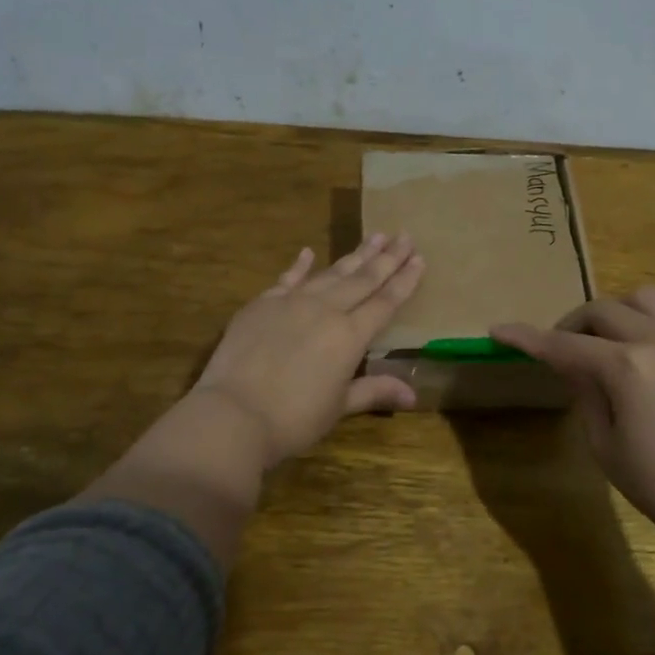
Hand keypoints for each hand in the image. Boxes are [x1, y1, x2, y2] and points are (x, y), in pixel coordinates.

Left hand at [191, 233, 424, 468]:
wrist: (234, 413)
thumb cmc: (294, 419)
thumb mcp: (339, 407)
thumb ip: (374, 391)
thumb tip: (413, 394)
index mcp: (350, 336)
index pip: (385, 302)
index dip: (404, 281)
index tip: (420, 258)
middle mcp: (325, 310)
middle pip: (363, 279)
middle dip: (386, 257)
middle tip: (405, 236)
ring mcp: (292, 302)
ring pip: (330, 273)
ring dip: (354, 255)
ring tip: (374, 236)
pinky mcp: (262, 304)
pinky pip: (287, 279)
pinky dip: (299, 266)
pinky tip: (308, 252)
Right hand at [492, 286, 654, 563]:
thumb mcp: (607, 448)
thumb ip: (586, 396)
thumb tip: (574, 366)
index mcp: (625, 367)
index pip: (562, 344)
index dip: (526, 338)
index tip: (499, 330)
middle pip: (603, 310)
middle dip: (572, 325)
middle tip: (564, 352)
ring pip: (650, 298)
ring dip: (622, 312)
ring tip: (617, 341)